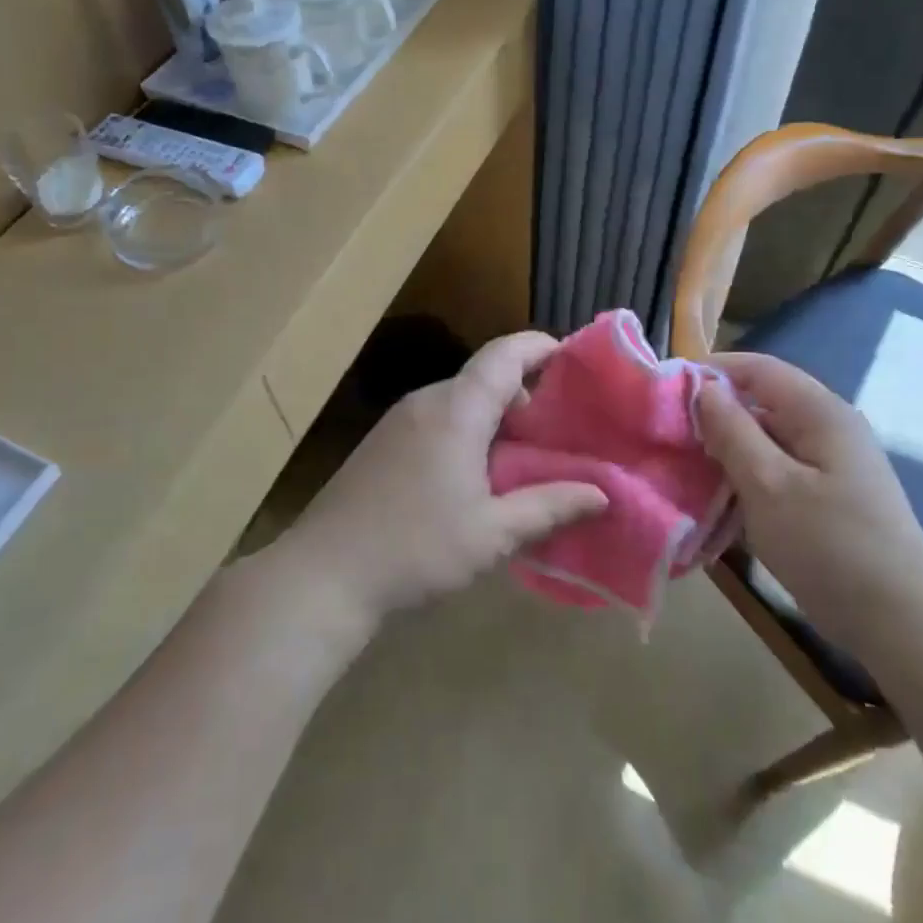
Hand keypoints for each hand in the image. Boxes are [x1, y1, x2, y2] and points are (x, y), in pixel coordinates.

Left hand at [279, 331, 607, 624]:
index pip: (504, 355)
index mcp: (456, 410)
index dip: (541, 347)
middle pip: (484, 376)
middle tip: (562, 427)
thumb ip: (548, 507)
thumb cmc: (415, 549)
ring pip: (460, 400)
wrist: (322, 575)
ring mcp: (398, 421)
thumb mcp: (491, 534)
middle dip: (527, 392)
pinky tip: (480, 473)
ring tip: (528, 453)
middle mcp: (426, 402)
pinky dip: (469, 430)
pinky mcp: (382, 443)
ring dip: (497, 416)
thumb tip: (600, 494)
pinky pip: (438, 419)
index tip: (574, 360)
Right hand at [695, 352, 922, 653]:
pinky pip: (778, 471)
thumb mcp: (768, 485)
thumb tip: (704, 389)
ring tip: (686, 469)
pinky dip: (747, 478)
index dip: (712, 371)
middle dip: (715, 415)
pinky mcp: (827, 497)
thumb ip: (732, 431)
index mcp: (820, 413)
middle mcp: (829, 429)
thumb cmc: (829, 546)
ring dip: (728, 451)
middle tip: (670, 437)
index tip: (666, 391)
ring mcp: (831, 465)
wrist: (899, 623)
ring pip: (767, 440)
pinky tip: (720, 501)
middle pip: (762, 402)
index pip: (759, 369)